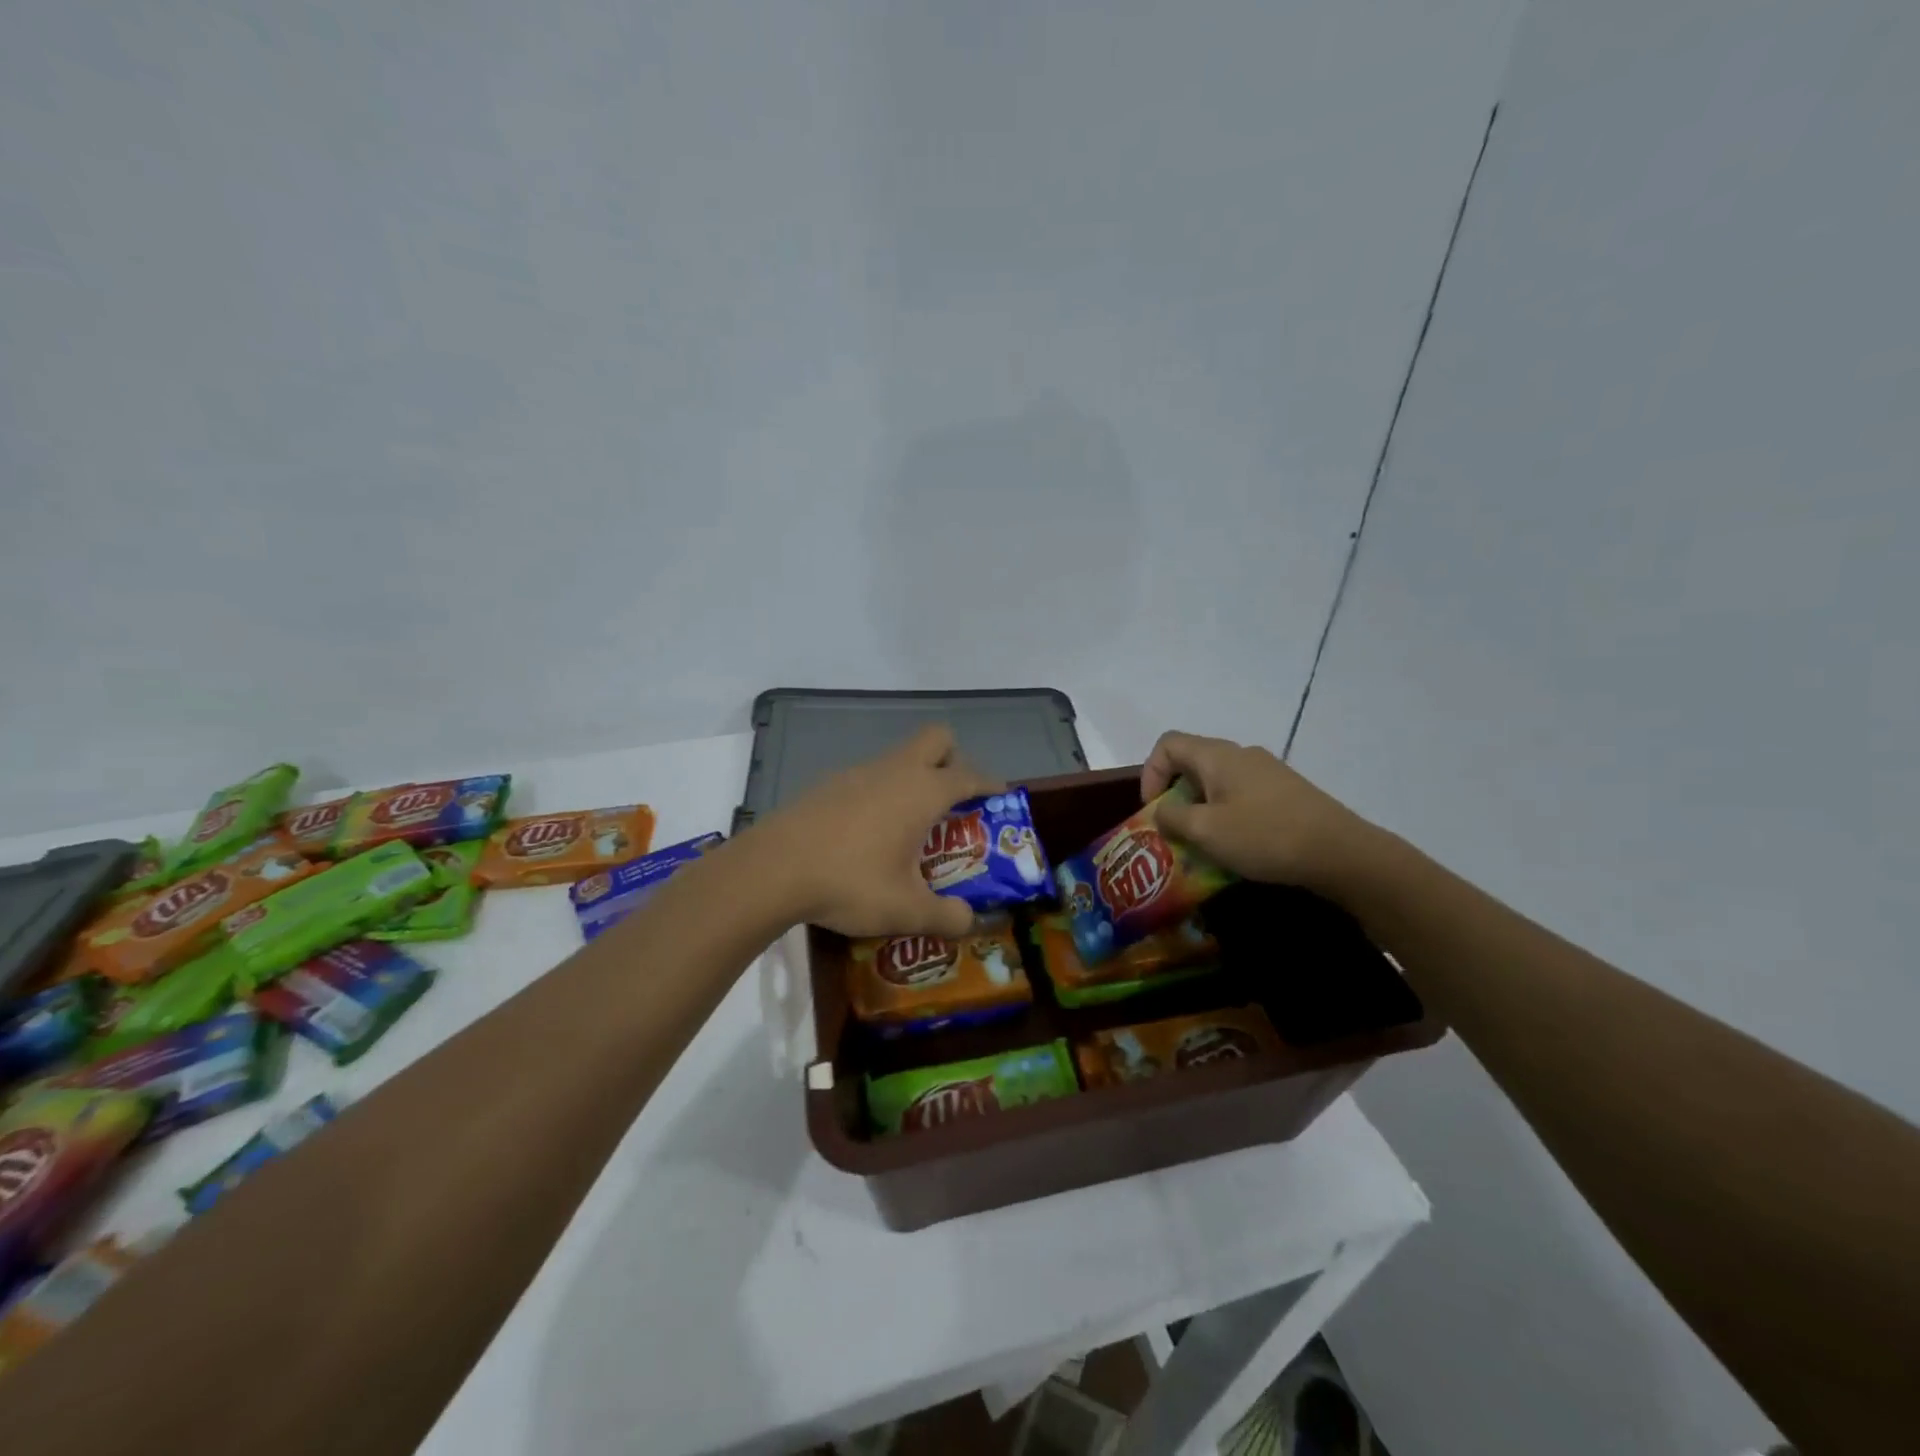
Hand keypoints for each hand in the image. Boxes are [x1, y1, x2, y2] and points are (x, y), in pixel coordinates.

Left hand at [759, 724, 999, 938]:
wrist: (773, 868)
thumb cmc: (851, 882)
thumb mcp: (906, 909)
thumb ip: (946, 917)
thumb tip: (968, 922)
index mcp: (923, 792)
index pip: (969, 775)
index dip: (990, 784)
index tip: (1000, 796)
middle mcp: (895, 771)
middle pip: (936, 739)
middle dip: (953, 760)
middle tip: (953, 800)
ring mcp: (857, 772)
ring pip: (899, 758)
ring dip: (914, 779)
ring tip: (910, 827)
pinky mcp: (828, 783)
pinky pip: (869, 776)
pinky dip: (880, 793)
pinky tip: (866, 834)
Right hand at [1141, 731, 1375, 890]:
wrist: (1341, 852)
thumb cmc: (1264, 836)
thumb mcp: (1206, 831)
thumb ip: (1172, 818)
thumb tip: (1162, 812)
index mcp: (1217, 756)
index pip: (1167, 744)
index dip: (1150, 773)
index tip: (1155, 810)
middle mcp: (1241, 754)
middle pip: (1192, 763)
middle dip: (1175, 796)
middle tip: (1175, 832)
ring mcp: (1267, 771)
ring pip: (1218, 782)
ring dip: (1202, 809)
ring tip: (1204, 844)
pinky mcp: (1286, 792)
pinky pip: (1242, 795)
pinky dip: (1227, 815)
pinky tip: (1238, 845)